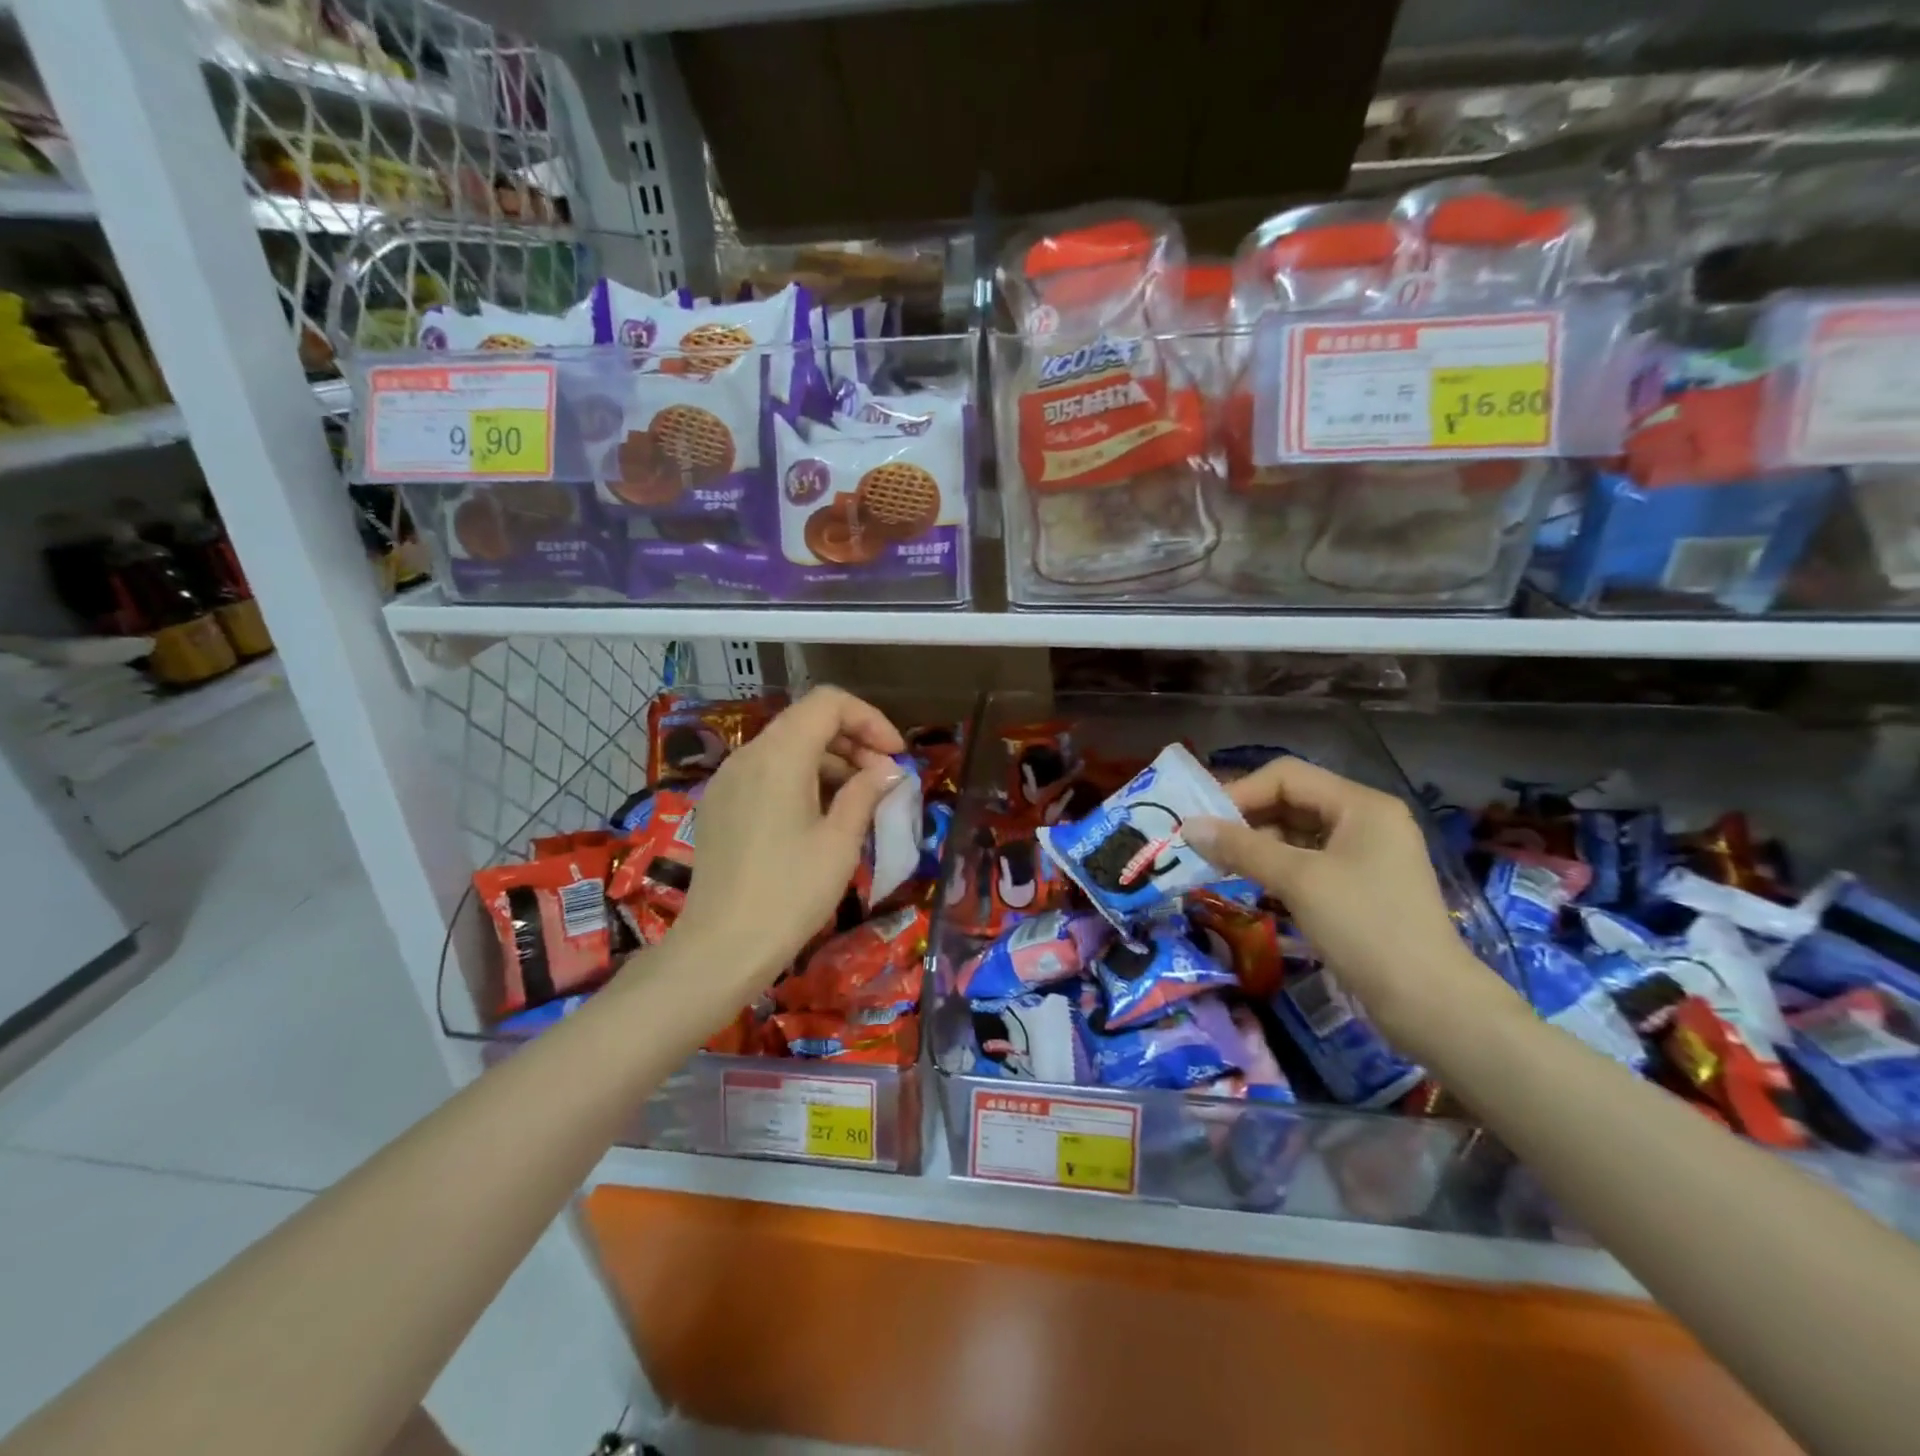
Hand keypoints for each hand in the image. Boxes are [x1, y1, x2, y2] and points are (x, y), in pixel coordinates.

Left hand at [668, 686, 905, 1000]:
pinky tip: (821, 815)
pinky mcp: (720, 805)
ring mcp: (727, 780)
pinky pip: (766, 772)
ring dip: (829, 761)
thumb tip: (888, 772)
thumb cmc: (790, 894)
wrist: (721, 949)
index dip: (869, 719)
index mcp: (779, 756)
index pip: (828, 703)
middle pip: (806, 721)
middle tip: (884, 779)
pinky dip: (801, 778)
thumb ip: (866, 794)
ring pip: (786, 747)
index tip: (896, 756)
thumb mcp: (840, 842)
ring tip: (859, 799)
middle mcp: (748, 756)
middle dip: (853, 740)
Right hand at [1184, 756, 1512, 1052]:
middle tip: (1203, 845)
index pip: (1287, 776)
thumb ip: (1241, 848)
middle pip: (1292, 801)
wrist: (1429, 1003)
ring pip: (1297, 833)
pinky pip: (1308, 861)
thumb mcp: (1298, 881)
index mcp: (1361, 805)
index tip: (1203, 823)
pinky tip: (1249, 883)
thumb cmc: (1365, 928)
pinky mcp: (1360, 886)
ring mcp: (1365, 855)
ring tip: (1218, 865)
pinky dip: (1276, 867)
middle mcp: (1365, 820)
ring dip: (1257, 845)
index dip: (1241, 792)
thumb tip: (1188, 826)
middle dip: (1246, 820)